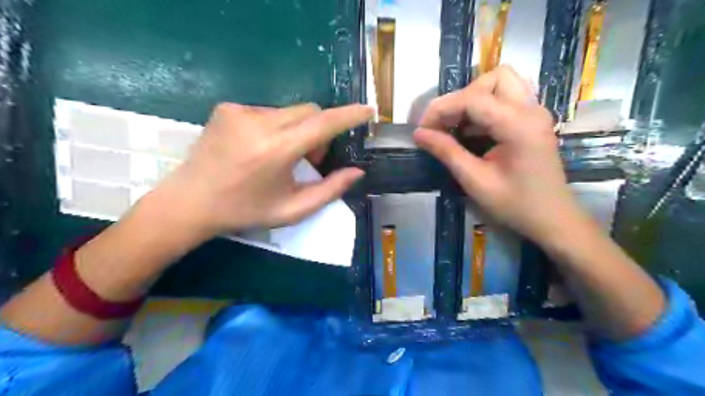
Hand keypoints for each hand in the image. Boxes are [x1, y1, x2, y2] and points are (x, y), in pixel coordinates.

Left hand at [153, 103, 373, 241]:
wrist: (189, 202)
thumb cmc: (244, 211)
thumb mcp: (292, 209)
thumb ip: (329, 190)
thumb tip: (357, 172)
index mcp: (276, 150)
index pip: (323, 123)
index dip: (349, 115)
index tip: (368, 111)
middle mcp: (259, 123)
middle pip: (309, 111)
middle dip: (319, 131)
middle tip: (311, 158)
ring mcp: (240, 111)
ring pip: (289, 112)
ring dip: (297, 130)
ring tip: (282, 156)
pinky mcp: (227, 108)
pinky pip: (268, 111)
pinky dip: (276, 127)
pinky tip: (260, 148)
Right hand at [414, 65, 587, 244]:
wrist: (552, 219)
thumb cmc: (515, 205)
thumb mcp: (475, 181)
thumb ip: (447, 152)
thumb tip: (419, 134)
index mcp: (519, 125)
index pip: (473, 98)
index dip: (441, 109)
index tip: (422, 129)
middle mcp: (531, 110)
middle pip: (493, 78)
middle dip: (461, 98)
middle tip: (443, 125)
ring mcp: (534, 113)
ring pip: (500, 84)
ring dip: (473, 99)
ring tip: (454, 126)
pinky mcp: (531, 120)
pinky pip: (504, 99)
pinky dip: (482, 109)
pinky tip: (470, 132)